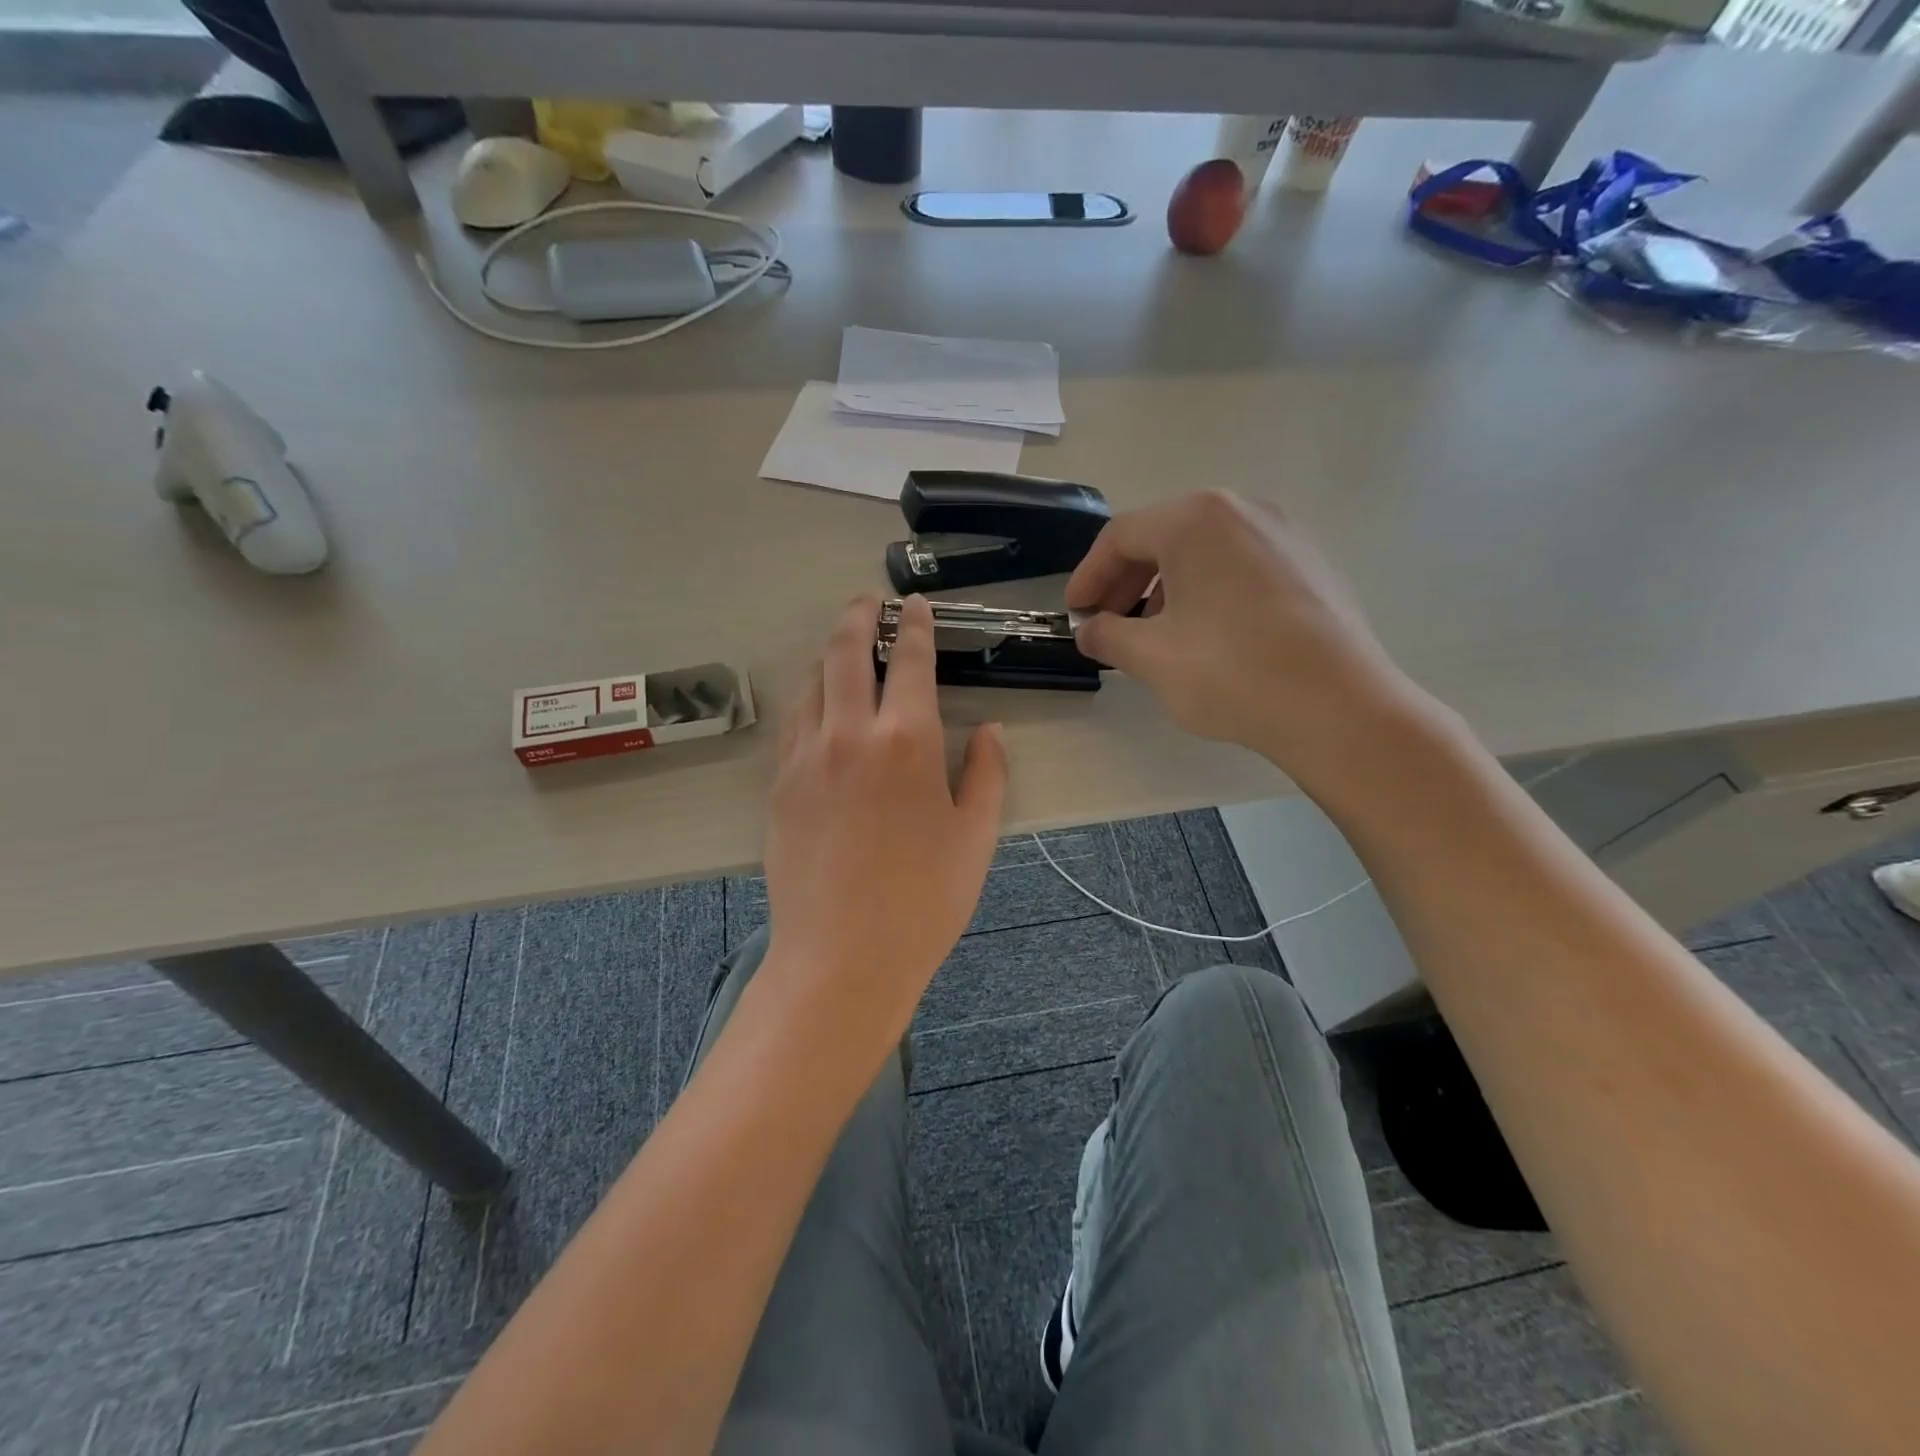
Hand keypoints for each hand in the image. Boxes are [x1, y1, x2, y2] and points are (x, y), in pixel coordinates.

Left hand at [761, 594, 1007, 1047]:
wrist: (842, 958)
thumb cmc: (924, 901)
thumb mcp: (975, 836)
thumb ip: (985, 773)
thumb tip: (988, 730)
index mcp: (906, 741)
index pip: (909, 660)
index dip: (914, 626)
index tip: (914, 605)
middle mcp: (848, 734)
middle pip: (844, 652)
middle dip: (857, 617)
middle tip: (867, 602)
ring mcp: (805, 757)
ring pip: (810, 682)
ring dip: (828, 654)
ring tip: (844, 648)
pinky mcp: (779, 784)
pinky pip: (793, 722)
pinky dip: (808, 698)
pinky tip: (818, 706)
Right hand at [1066, 490, 1426, 792]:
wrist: (1340, 708)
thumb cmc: (1233, 673)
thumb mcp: (1152, 657)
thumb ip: (1107, 635)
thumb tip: (1089, 630)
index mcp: (1196, 520)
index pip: (1121, 536)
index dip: (1088, 576)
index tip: (1074, 614)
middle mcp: (1242, 510)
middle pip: (1163, 536)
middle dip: (1126, 582)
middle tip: (1108, 624)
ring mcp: (1285, 533)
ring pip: (1204, 551)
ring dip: (1166, 587)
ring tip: (1154, 633)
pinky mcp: (1311, 563)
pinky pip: (1241, 564)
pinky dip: (1208, 590)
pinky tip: (1207, 633)